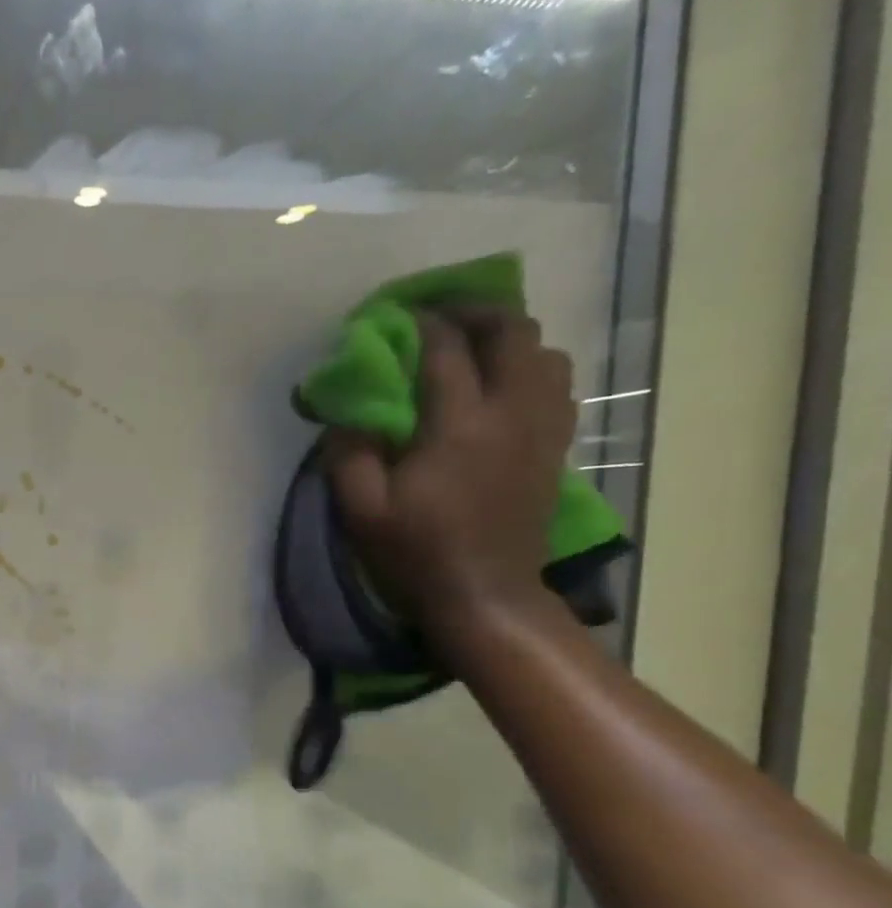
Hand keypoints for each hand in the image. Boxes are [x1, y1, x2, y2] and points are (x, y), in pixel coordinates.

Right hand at [325, 306, 577, 640]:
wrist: (484, 594)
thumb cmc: (415, 551)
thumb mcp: (361, 509)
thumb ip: (350, 454)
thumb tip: (350, 415)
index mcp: (459, 426)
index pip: (447, 352)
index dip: (422, 324)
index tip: (398, 314)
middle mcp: (511, 413)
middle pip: (513, 334)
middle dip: (477, 313)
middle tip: (442, 316)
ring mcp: (541, 429)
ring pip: (545, 354)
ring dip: (510, 339)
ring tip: (475, 347)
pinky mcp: (553, 448)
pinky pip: (557, 386)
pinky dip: (531, 369)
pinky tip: (503, 384)